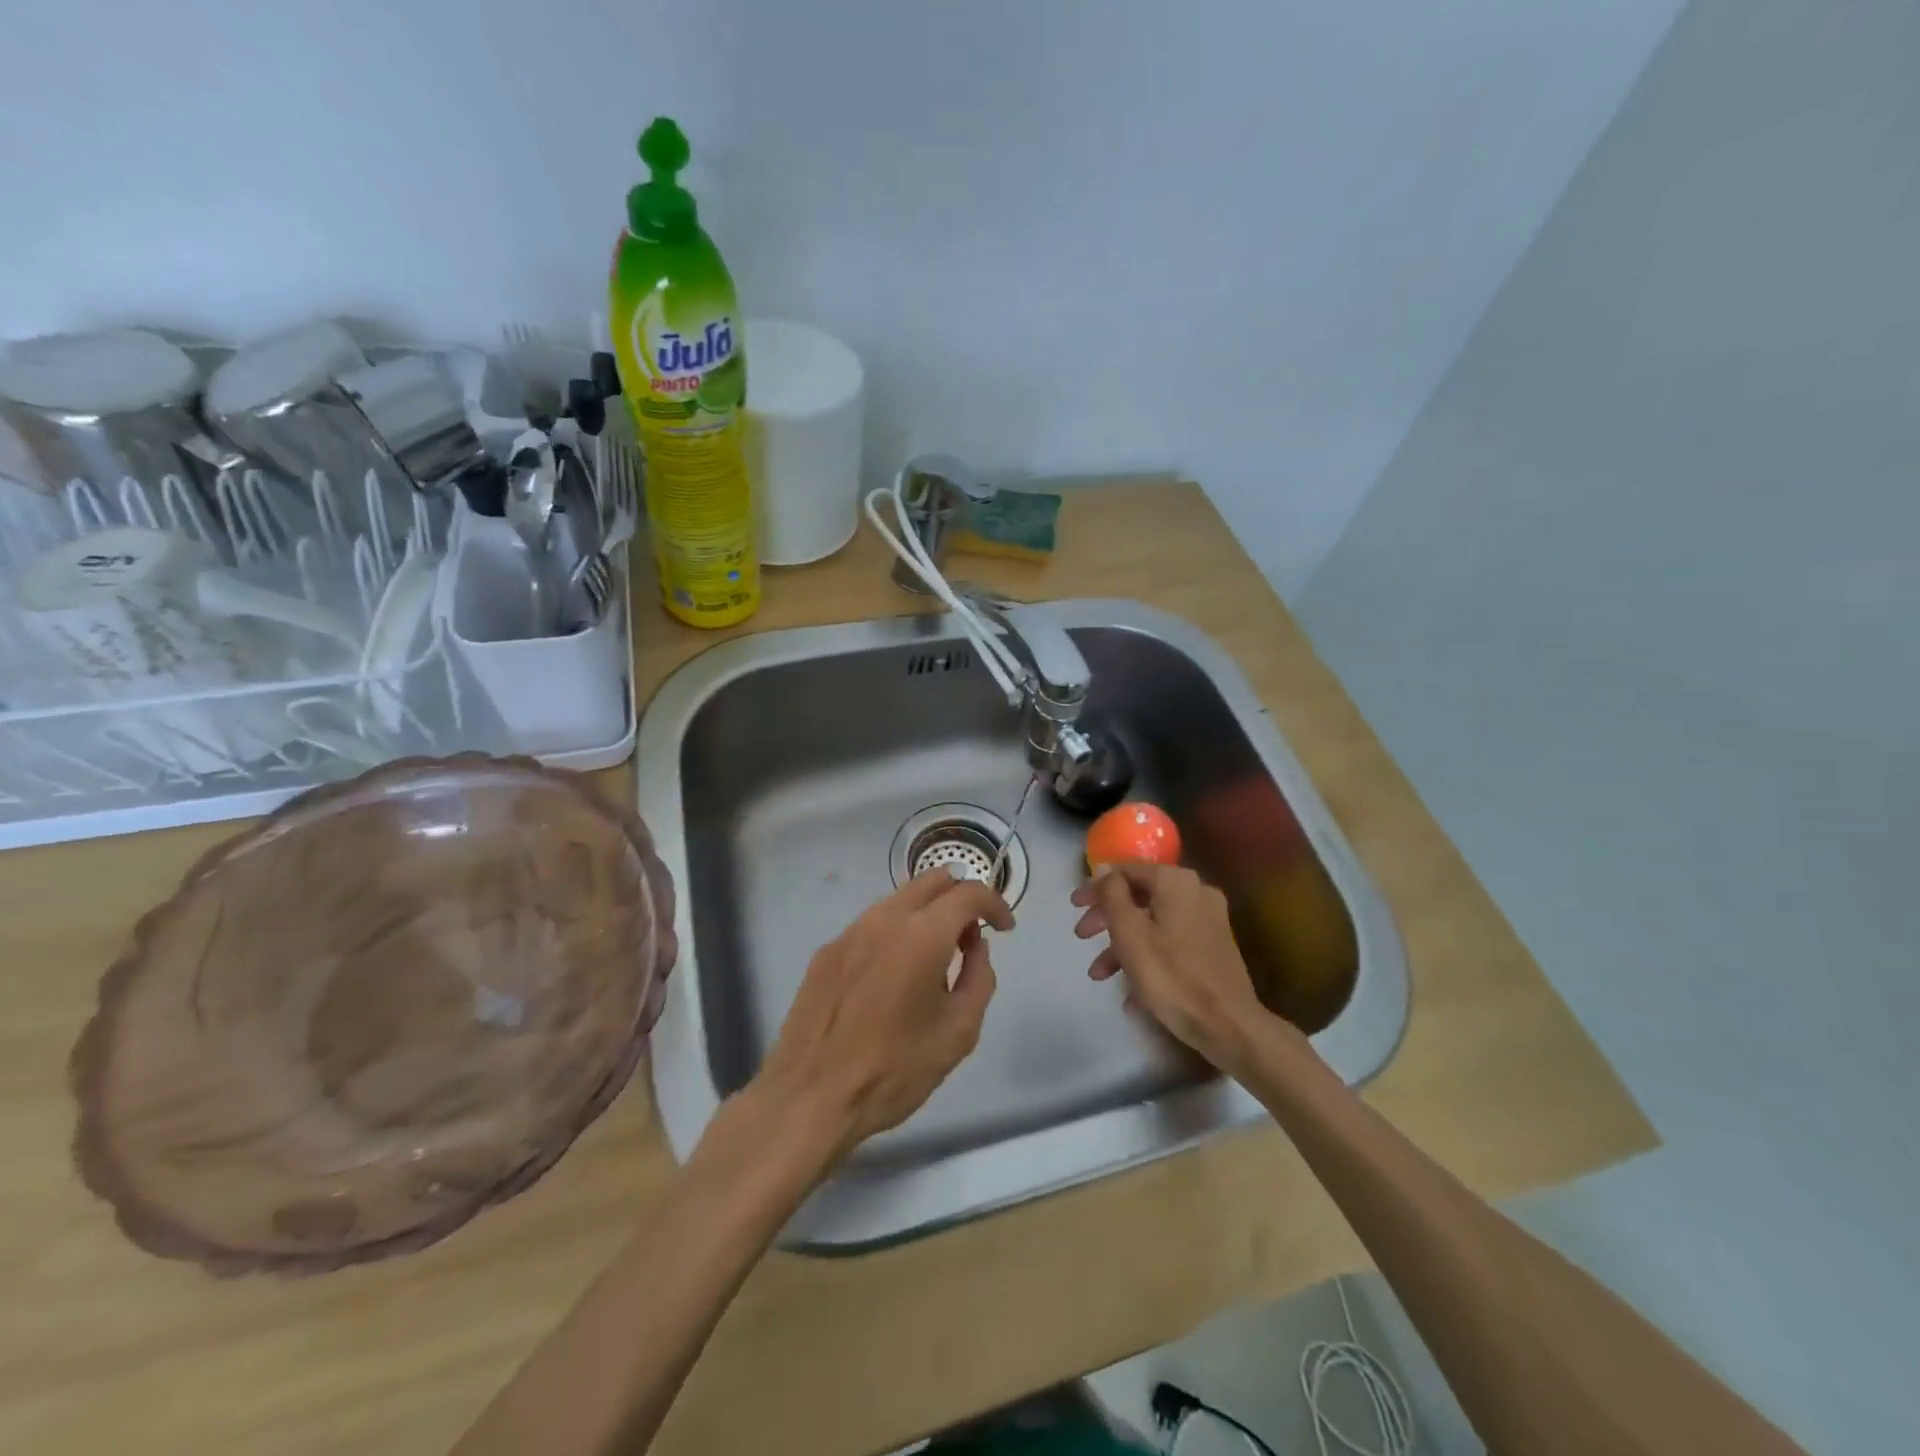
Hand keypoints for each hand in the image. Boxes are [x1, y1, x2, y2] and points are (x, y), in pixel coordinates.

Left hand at [753, 868, 1013, 1163]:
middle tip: (970, 939)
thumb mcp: (958, 1033)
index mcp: (922, 935)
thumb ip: (978, 979)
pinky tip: (893, 977)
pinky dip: (896, 934)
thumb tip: (975, 947)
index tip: (1004, 929)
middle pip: (932, 881)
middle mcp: (884, 919)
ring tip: (934, 961)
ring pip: (900, 900)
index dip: (994, 904)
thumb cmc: (894, 1069)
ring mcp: (850, 932)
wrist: (810, 1097)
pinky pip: (872, 925)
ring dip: (927, 915)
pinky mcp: (827, 951)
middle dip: (960, 899)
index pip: (968, 893)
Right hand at [1071, 862, 1275, 1073]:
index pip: (1125, 872)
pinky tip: (1130, 994)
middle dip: (1107, 919)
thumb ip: (1112, 894)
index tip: (1074, 906)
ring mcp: (1208, 922)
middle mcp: (1196, 893)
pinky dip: (1147, 959)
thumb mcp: (1129, 932)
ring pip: (1153, 924)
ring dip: (1123, 945)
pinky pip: (1170, 944)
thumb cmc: (1171, 975)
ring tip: (1099, 975)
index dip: (1095, 887)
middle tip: (1081, 936)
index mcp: (1176, 882)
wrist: (1228, 1025)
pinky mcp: (1213, 949)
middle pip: (1139, 897)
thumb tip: (1104, 868)